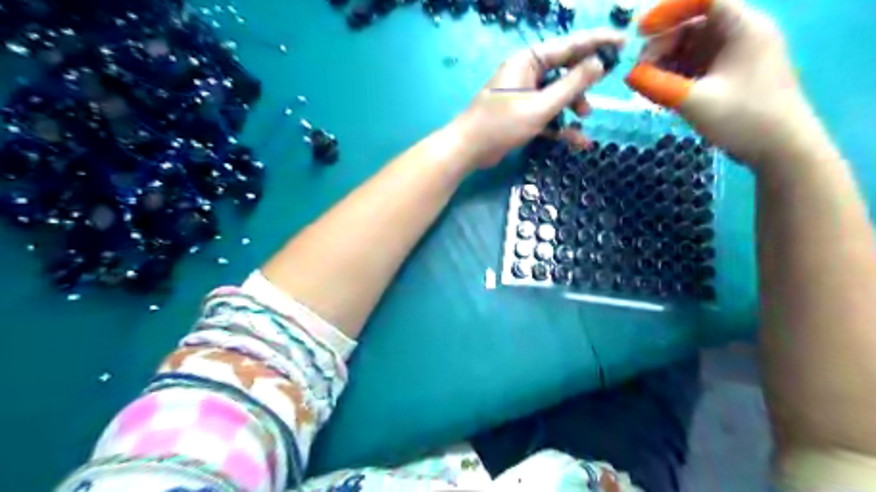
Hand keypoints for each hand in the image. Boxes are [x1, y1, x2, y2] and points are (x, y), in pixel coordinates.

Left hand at [455, 30, 626, 168]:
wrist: (469, 151)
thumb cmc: (501, 124)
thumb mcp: (540, 106)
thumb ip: (572, 85)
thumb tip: (600, 62)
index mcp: (528, 61)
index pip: (569, 45)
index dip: (597, 42)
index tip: (624, 42)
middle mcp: (527, 74)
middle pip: (565, 71)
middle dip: (584, 83)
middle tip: (605, 88)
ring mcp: (525, 96)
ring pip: (558, 96)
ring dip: (573, 107)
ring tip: (584, 118)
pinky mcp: (523, 116)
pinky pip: (548, 116)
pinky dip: (561, 126)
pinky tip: (577, 140)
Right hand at [629, 0, 820, 166]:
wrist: (782, 149)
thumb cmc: (744, 119)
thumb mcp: (695, 102)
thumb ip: (658, 86)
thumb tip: (629, 75)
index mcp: (743, 28)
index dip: (669, 10)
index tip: (640, 32)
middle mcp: (741, 35)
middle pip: (695, 24)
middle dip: (663, 43)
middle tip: (639, 70)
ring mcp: (737, 56)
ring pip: (694, 47)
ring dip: (667, 62)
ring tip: (646, 85)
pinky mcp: (732, 76)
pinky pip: (698, 65)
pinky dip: (677, 74)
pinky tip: (661, 91)